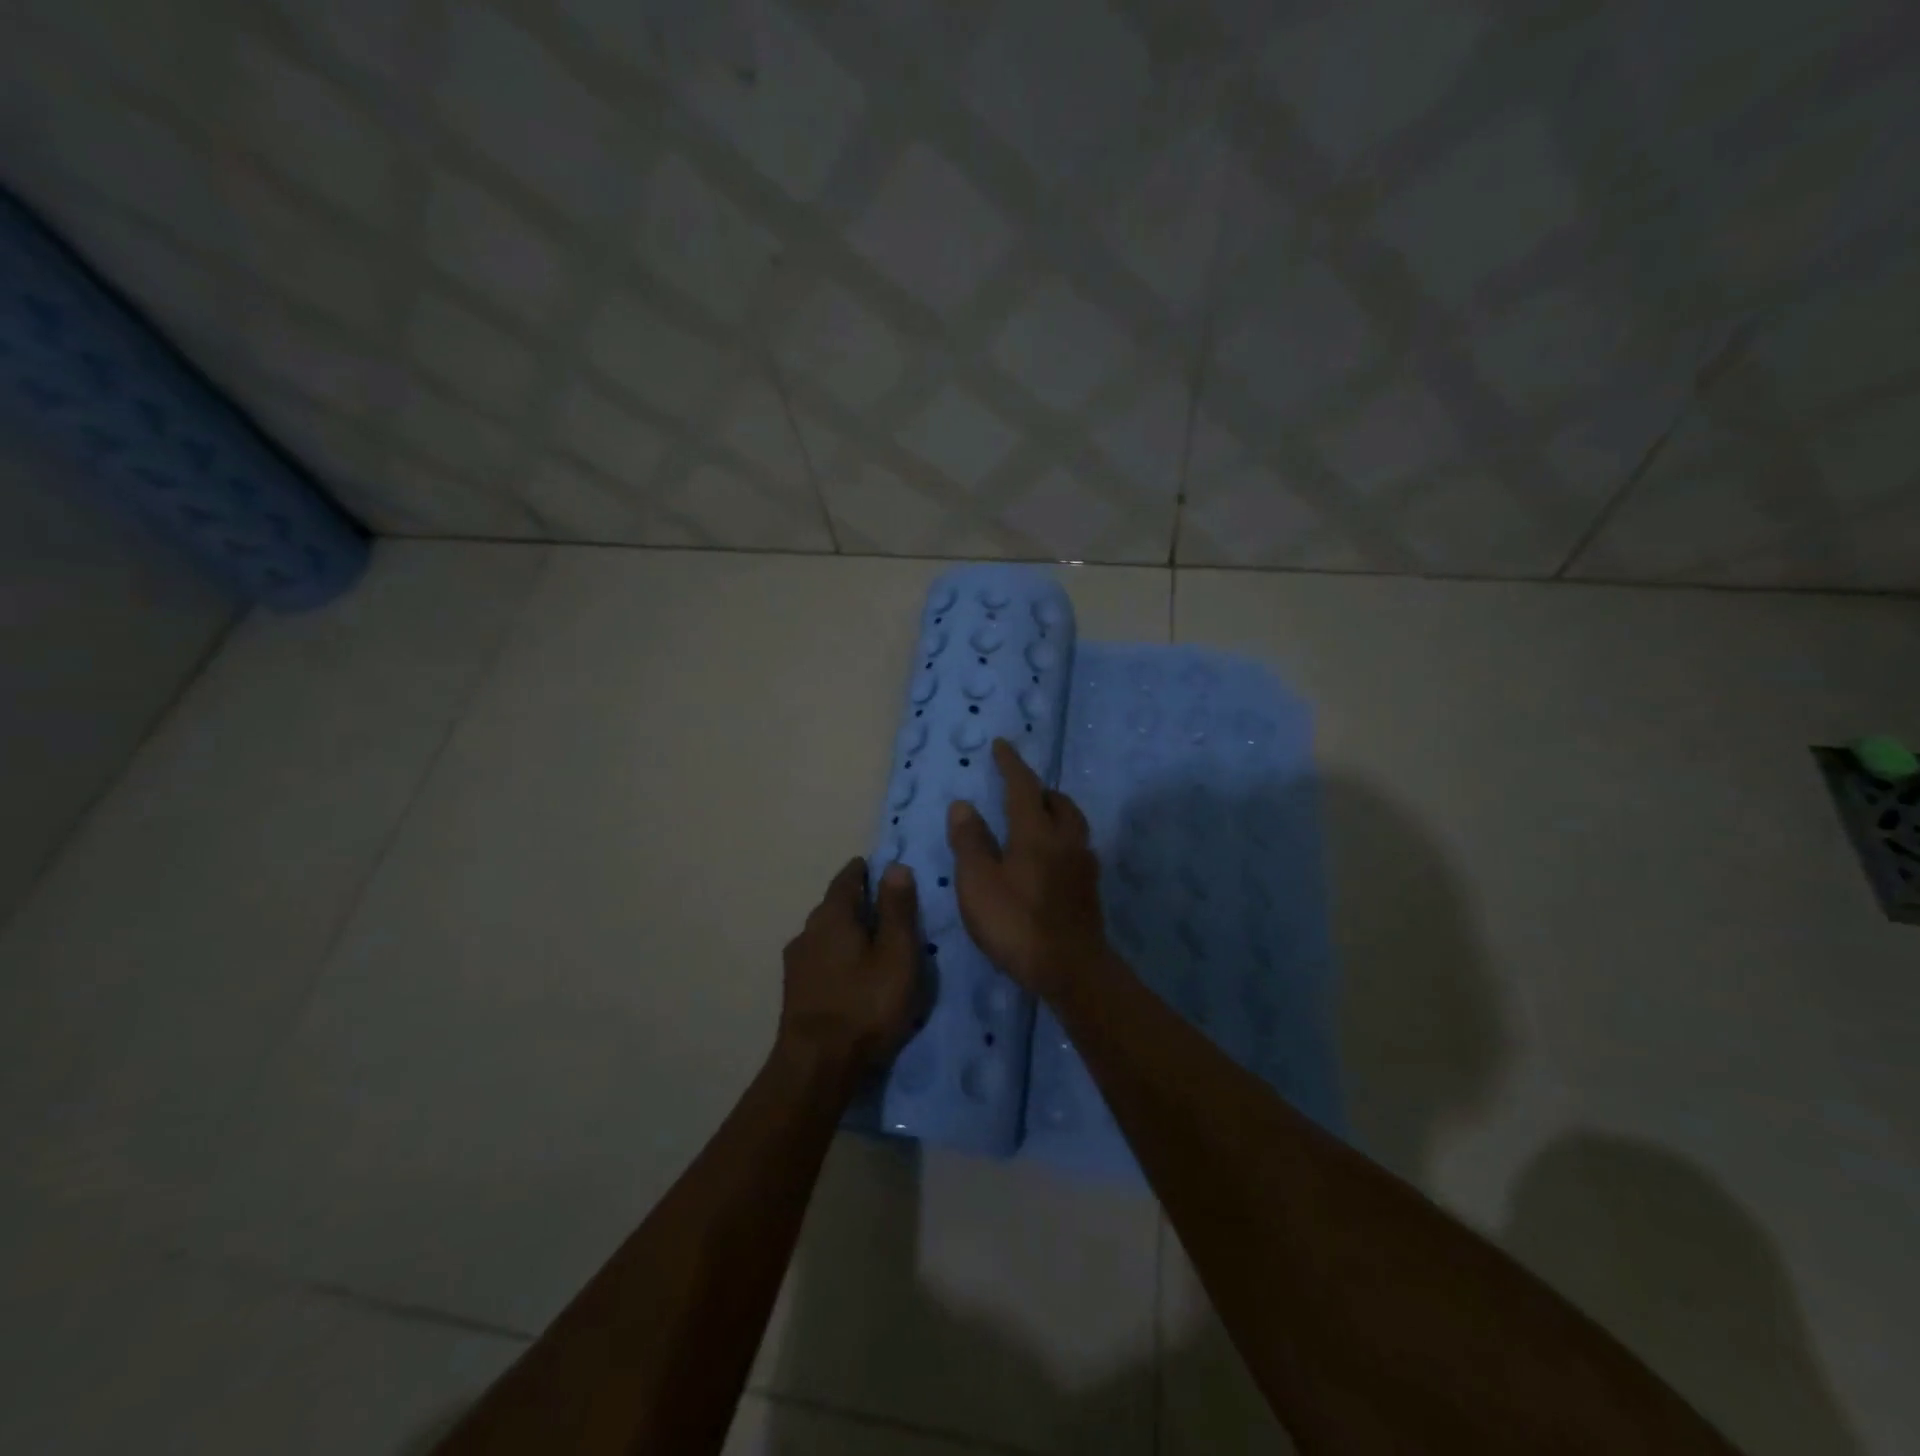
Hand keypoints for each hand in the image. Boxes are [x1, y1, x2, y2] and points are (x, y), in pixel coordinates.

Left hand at [777, 857, 919, 1081]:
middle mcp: (808, 930)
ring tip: (871, 943)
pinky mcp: (794, 990)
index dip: (865, 871)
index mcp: (832, 915)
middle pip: (834, 906)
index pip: (848, 878)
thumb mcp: (896, 954)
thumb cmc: (865, 1003)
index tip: (881, 869)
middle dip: (857, 902)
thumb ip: (897, 909)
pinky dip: (837, 956)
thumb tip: (895, 866)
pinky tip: (850, 974)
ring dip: (846, 932)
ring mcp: (796, 962)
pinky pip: (820, 959)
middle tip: (886, 908)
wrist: (816, 1065)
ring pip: (825, 934)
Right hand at [946, 739, 1108, 999]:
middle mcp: (1066, 840)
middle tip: (1020, 788)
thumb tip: (964, 805)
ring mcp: (1083, 865)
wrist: (1071, 969)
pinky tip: (1050, 858)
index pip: (1023, 786)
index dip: (1011, 764)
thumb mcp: (978, 883)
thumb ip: (970, 841)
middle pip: (1058, 802)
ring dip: (1055, 812)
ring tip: (1036, 819)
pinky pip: (1076, 848)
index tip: (1002, 745)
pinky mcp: (1089, 889)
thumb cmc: (1017, 922)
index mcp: (1036, 832)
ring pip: (1073, 824)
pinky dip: (1061, 839)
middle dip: (1039, 789)